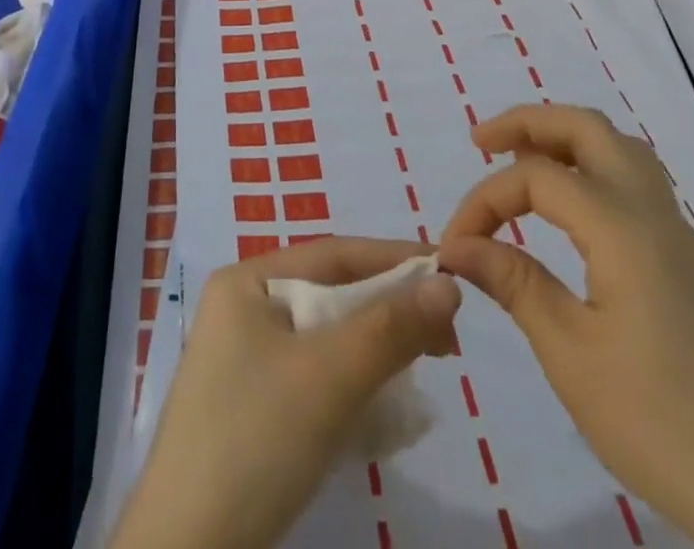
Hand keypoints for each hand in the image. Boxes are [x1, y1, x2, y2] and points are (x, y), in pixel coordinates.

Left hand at [109, 236, 461, 548]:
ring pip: (327, 339)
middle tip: (445, 338)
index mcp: (247, 280)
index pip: (333, 254)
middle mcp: (244, 308)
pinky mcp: (254, 406)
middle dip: (388, 311)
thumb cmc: (255, 439)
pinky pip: (315, 378)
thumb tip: (448, 281)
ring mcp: (245, 359)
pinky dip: (352, 386)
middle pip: (331, 294)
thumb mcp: (328, 377)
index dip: (393, 258)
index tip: (450, 270)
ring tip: (423, 368)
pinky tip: (385, 412)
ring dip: (375, 351)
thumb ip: (390, 327)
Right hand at [439, 105, 693, 548]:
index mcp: (623, 228)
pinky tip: (571, 209)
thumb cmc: (660, 423)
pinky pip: (635, 182)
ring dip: (565, 140)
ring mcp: (678, 235)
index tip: (454, 246)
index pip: (536, 176)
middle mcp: (653, 213)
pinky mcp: (688, 262)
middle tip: (480, 142)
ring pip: (619, 149)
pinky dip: (592, 168)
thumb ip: (513, 282)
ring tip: (520, 161)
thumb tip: (457, 245)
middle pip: (587, 128)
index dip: (484, 200)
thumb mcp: (570, 354)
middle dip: (528, 123)